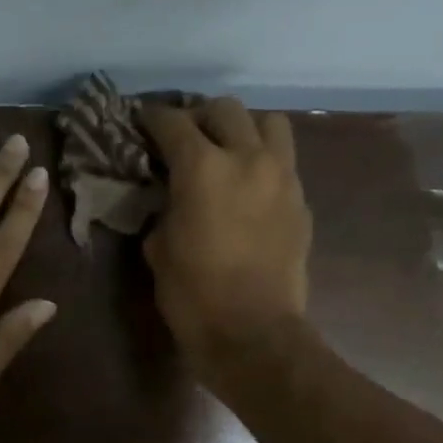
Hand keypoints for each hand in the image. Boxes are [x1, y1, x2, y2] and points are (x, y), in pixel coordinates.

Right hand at [138, 98, 311, 374]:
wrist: (252, 333)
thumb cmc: (193, 295)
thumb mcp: (159, 249)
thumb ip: (163, 209)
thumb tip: (169, 196)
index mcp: (202, 168)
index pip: (173, 123)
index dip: (152, 118)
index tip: (142, 121)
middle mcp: (247, 158)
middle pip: (224, 109)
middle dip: (199, 116)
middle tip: (184, 137)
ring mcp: (282, 177)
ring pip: (268, 123)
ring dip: (243, 128)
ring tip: (227, 151)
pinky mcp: (300, 201)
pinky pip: (283, 161)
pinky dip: (263, 161)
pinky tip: (247, 187)